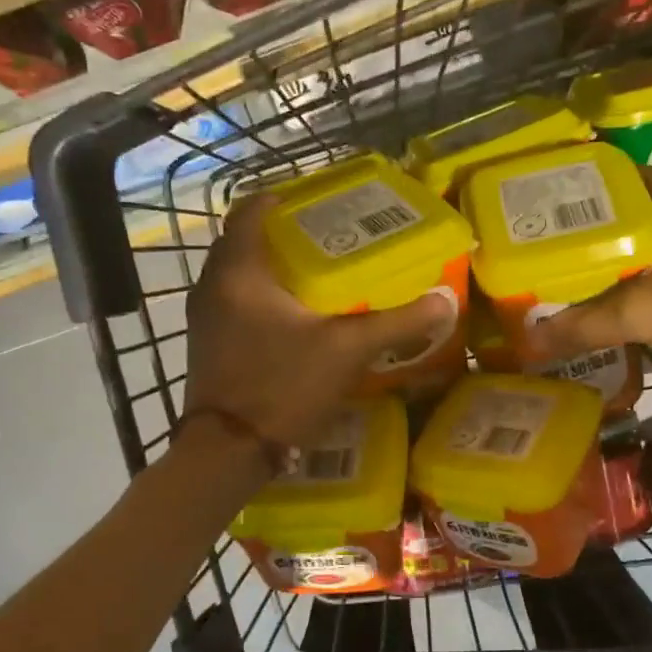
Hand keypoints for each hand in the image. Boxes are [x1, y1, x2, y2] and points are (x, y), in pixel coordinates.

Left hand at [184, 194, 450, 448]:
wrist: (228, 452)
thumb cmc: (282, 386)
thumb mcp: (348, 351)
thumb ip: (397, 323)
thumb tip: (445, 302)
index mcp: (239, 272)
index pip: (251, 210)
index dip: (285, 200)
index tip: (320, 203)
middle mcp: (214, 285)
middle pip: (247, 240)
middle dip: (286, 234)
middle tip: (331, 238)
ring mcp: (206, 317)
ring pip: (241, 273)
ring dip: (275, 268)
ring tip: (321, 273)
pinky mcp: (209, 343)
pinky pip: (237, 301)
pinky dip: (265, 296)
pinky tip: (300, 315)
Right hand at [525, 167, 651, 394]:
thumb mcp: (642, 315)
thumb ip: (585, 323)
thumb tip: (531, 337)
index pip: (633, 174)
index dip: (595, 179)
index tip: (556, 192)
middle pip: (630, 210)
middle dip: (591, 220)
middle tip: (547, 231)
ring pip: (639, 242)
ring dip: (606, 252)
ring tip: (561, 261)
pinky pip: (648, 271)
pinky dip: (621, 278)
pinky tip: (594, 295)